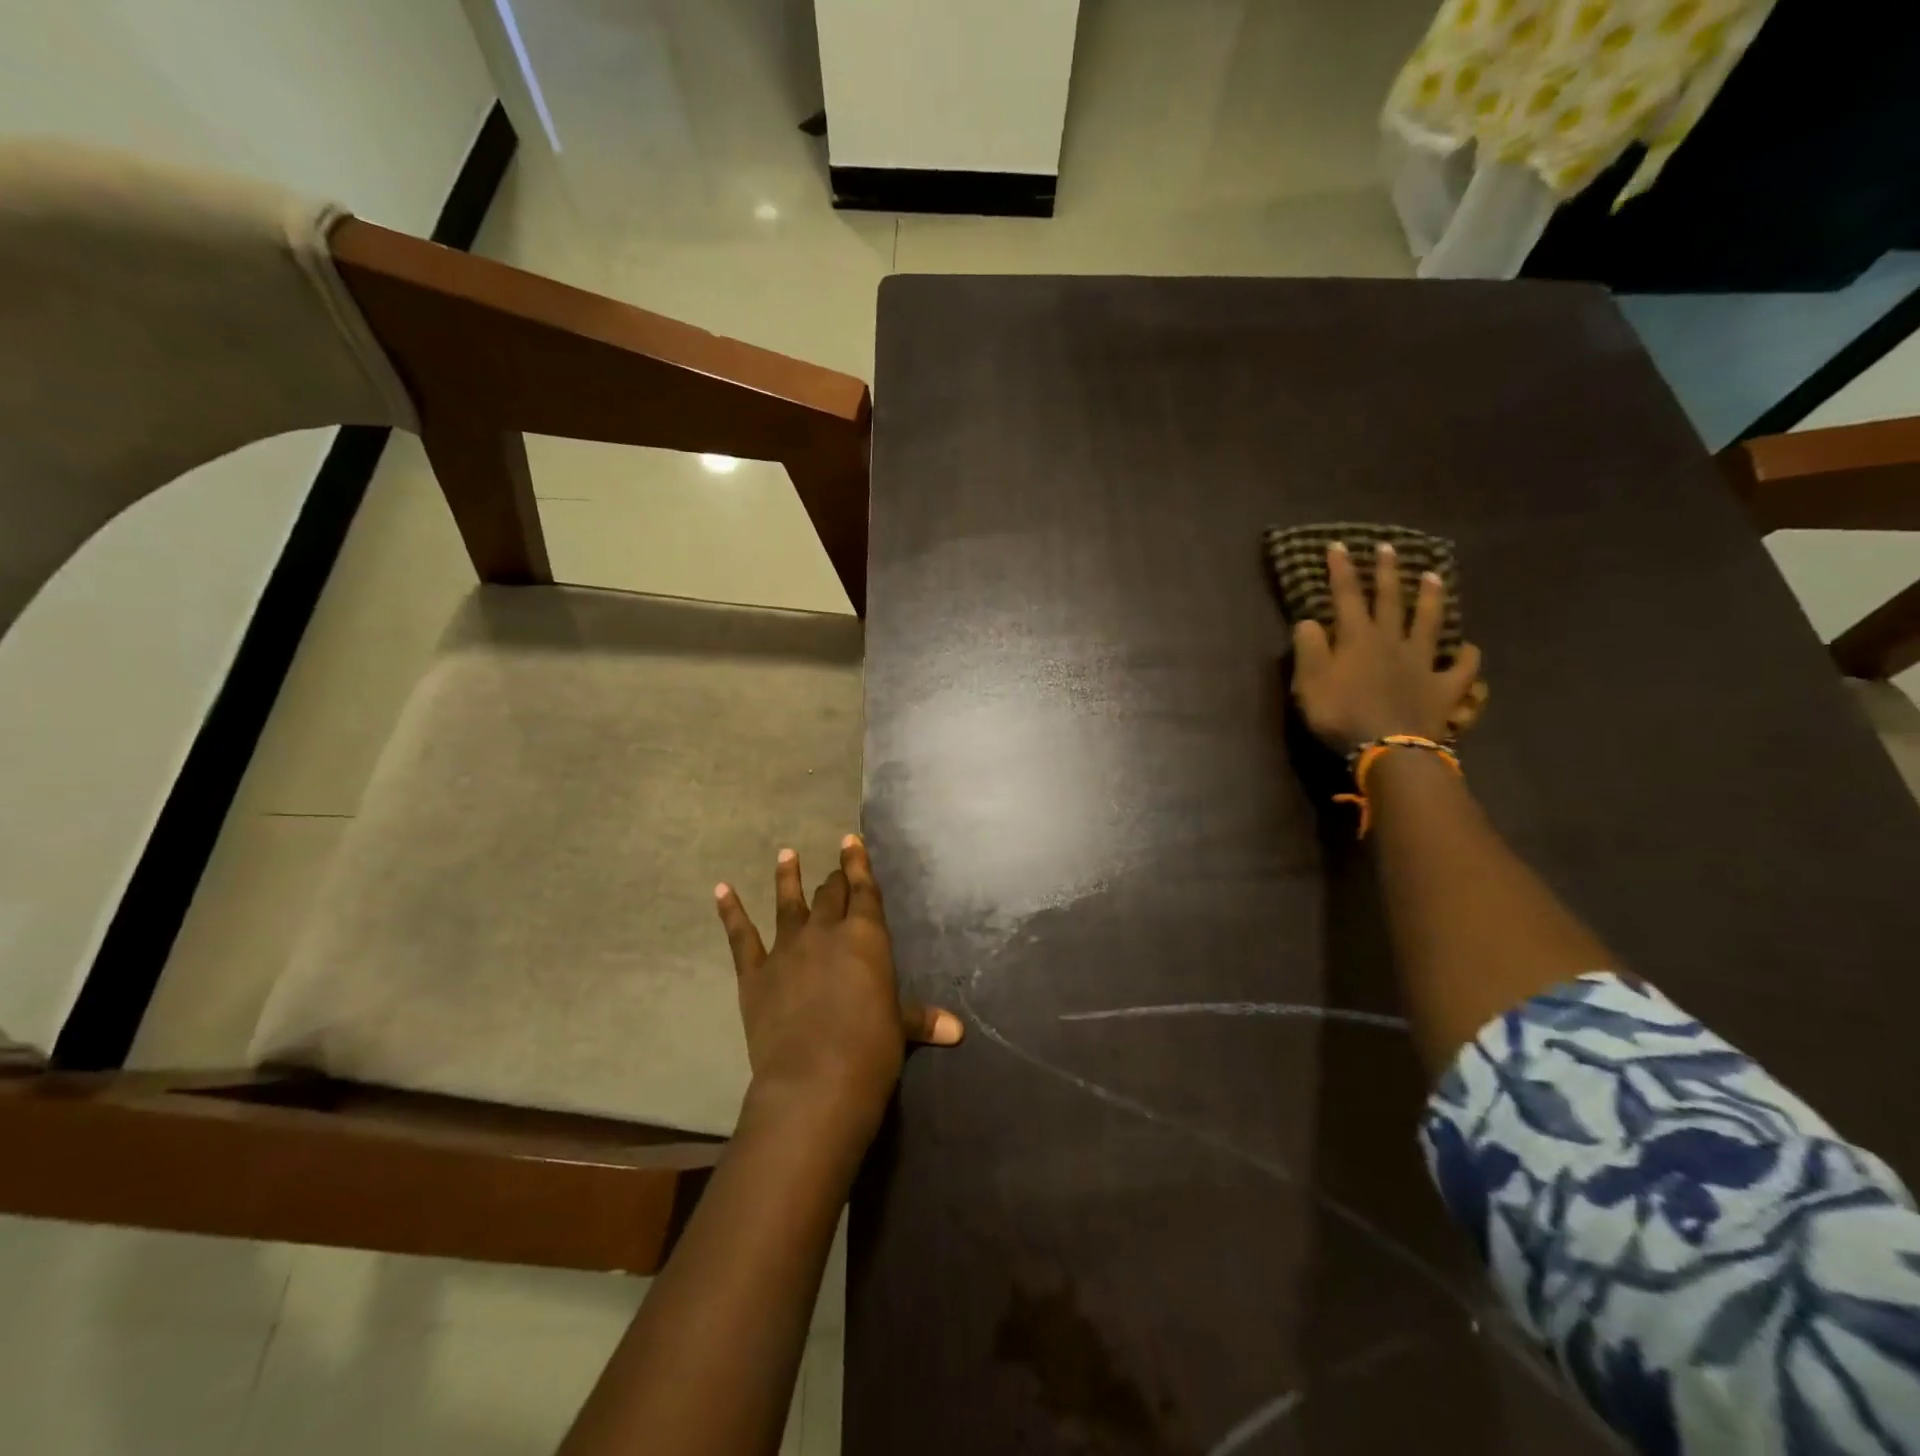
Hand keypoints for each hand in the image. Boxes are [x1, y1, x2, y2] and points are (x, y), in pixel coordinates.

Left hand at [714, 835, 961, 1134]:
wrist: (814, 1081)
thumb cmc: (870, 1050)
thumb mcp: (900, 1030)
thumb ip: (922, 1019)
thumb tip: (958, 1031)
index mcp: (866, 937)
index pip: (864, 890)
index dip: (858, 863)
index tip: (851, 840)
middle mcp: (826, 931)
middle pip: (830, 894)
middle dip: (834, 879)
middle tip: (835, 869)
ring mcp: (787, 949)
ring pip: (788, 903)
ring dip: (788, 878)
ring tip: (786, 854)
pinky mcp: (755, 974)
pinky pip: (741, 936)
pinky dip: (730, 911)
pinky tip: (721, 889)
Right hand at [1291, 541, 1483, 753]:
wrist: (1389, 748)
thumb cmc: (1341, 715)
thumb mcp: (1309, 683)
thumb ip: (1309, 649)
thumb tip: (1308, 621)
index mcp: (1357, 639)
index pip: (1347, 596)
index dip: (1342, 570)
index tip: (1338, 545)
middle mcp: (1392, 642)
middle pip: (1391, 600)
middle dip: (1387, 572)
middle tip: (1388, 547)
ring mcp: (1423, 663)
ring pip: (1431, 622)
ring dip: (1432, 598)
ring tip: (1435, 576)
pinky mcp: (1445, 688)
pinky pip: (1461, 669)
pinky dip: (1466, 657)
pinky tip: (1469, 649)